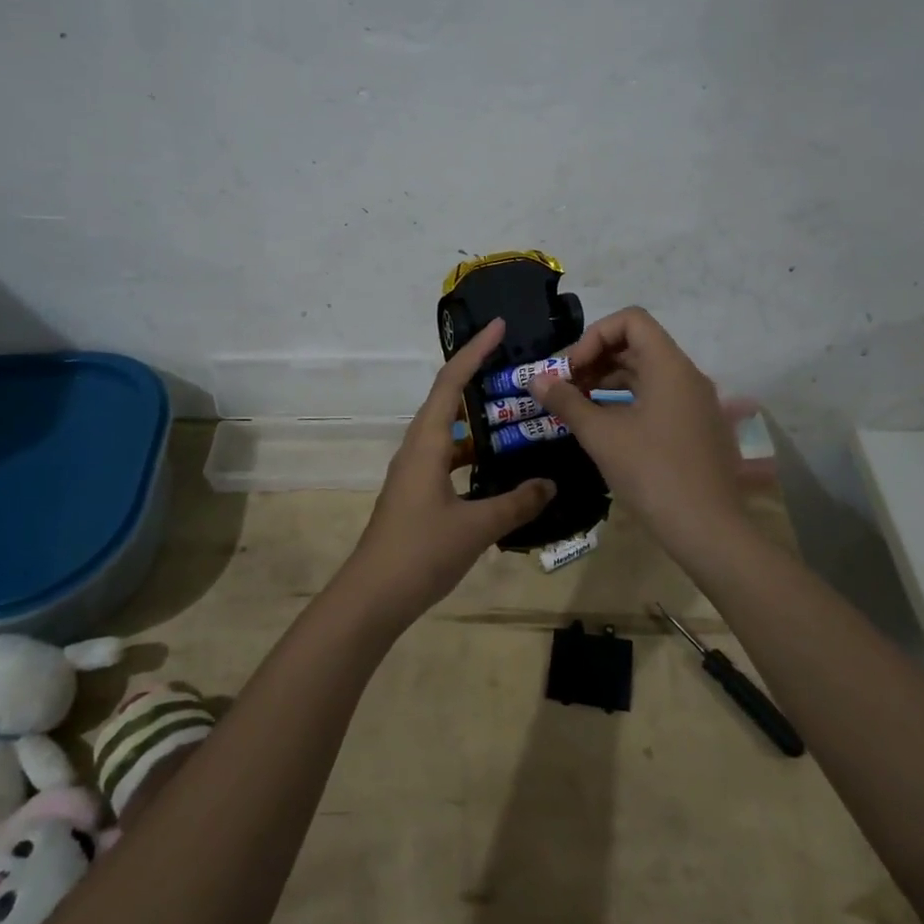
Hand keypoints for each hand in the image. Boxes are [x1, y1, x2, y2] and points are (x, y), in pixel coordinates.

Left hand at [338, 319, 554, 630]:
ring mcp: (414, 471)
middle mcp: (417, 448)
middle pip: (447, 399)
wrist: (373, 596)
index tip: (498, 327)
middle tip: (515, 368)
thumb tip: (550, 483)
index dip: (474, 352)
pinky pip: (447, 456)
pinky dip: (472, 450)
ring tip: (513, 411)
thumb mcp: (476, 527)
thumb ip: (517, 503)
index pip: (451, 383)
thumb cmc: (421, 551)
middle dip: (477, 376)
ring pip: (448, 430)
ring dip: (477, 417)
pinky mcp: (416, 492)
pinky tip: (496, 464)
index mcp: (427, 443)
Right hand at [530, 307, 747, 560]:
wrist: (708, 529)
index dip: (594, 336)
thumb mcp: (601, 436)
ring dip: (609, 381)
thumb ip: (566, 402)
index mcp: (669, 366)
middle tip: (566, 388)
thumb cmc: (652, 473)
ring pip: (646, 373)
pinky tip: (605, 427)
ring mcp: (695, 403)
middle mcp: (687, 375)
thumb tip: (535, 379)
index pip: (630, 320)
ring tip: (578, 407)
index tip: (572, 370)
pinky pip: (658, 397)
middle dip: (596, 359)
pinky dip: (628, 401)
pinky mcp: (696, 428)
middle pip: (637, 345)